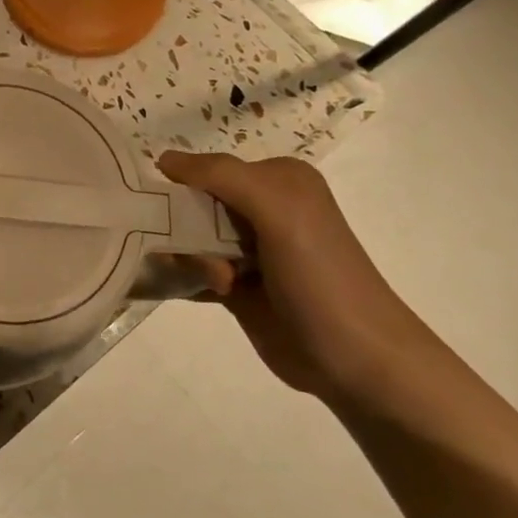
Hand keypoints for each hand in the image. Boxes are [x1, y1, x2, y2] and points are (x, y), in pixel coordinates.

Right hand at [156, 152, 411, 398]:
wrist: (354, 359)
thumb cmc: (321, 277)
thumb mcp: (278, 209)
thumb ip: (221, 175)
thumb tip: (163, 158)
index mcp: (277, 179)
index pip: (207, 169)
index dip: (185, 188)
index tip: (180, 217)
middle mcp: (262, 208)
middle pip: (193, 204)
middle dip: (188, 230)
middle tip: (213, 260)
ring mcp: (249, 249)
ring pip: (188, 239)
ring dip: (191, 259)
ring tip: (223, 284)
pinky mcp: (238, 285)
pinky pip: (191, 270)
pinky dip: (184, 278)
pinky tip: (197, 290)